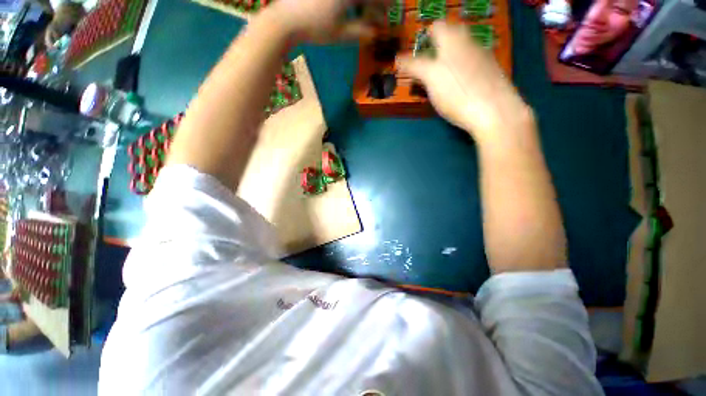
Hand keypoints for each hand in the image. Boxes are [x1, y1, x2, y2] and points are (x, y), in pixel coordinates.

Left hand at [264, 0, 389, 42]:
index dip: (383, 4)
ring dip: (360, 4)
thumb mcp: (340, 34)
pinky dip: (347, 4)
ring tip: (360, 12)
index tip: (388, 12)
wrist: (285, 20)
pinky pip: (341, 0)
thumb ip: (360, 32)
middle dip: (373, 3)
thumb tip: (375, 34)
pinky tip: (346, 9)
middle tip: (376, 13)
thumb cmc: (315, 28)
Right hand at [398, 22, 532, 144]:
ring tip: (441, 75)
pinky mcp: (490, 71)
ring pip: (462, 48)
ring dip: (449, 56)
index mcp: (452, 39)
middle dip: (437, 45)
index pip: (434, 28)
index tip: (414, 56)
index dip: (422, 39)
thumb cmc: (457, 92)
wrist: (494, 110)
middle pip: (451, 34)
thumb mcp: (430, 79)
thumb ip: (414, 66)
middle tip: (427, 64)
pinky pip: (471, 62)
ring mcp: (482, 56)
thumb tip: (398, 58)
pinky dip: (461, 67)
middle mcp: (469, 42)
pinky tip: (459, 83)